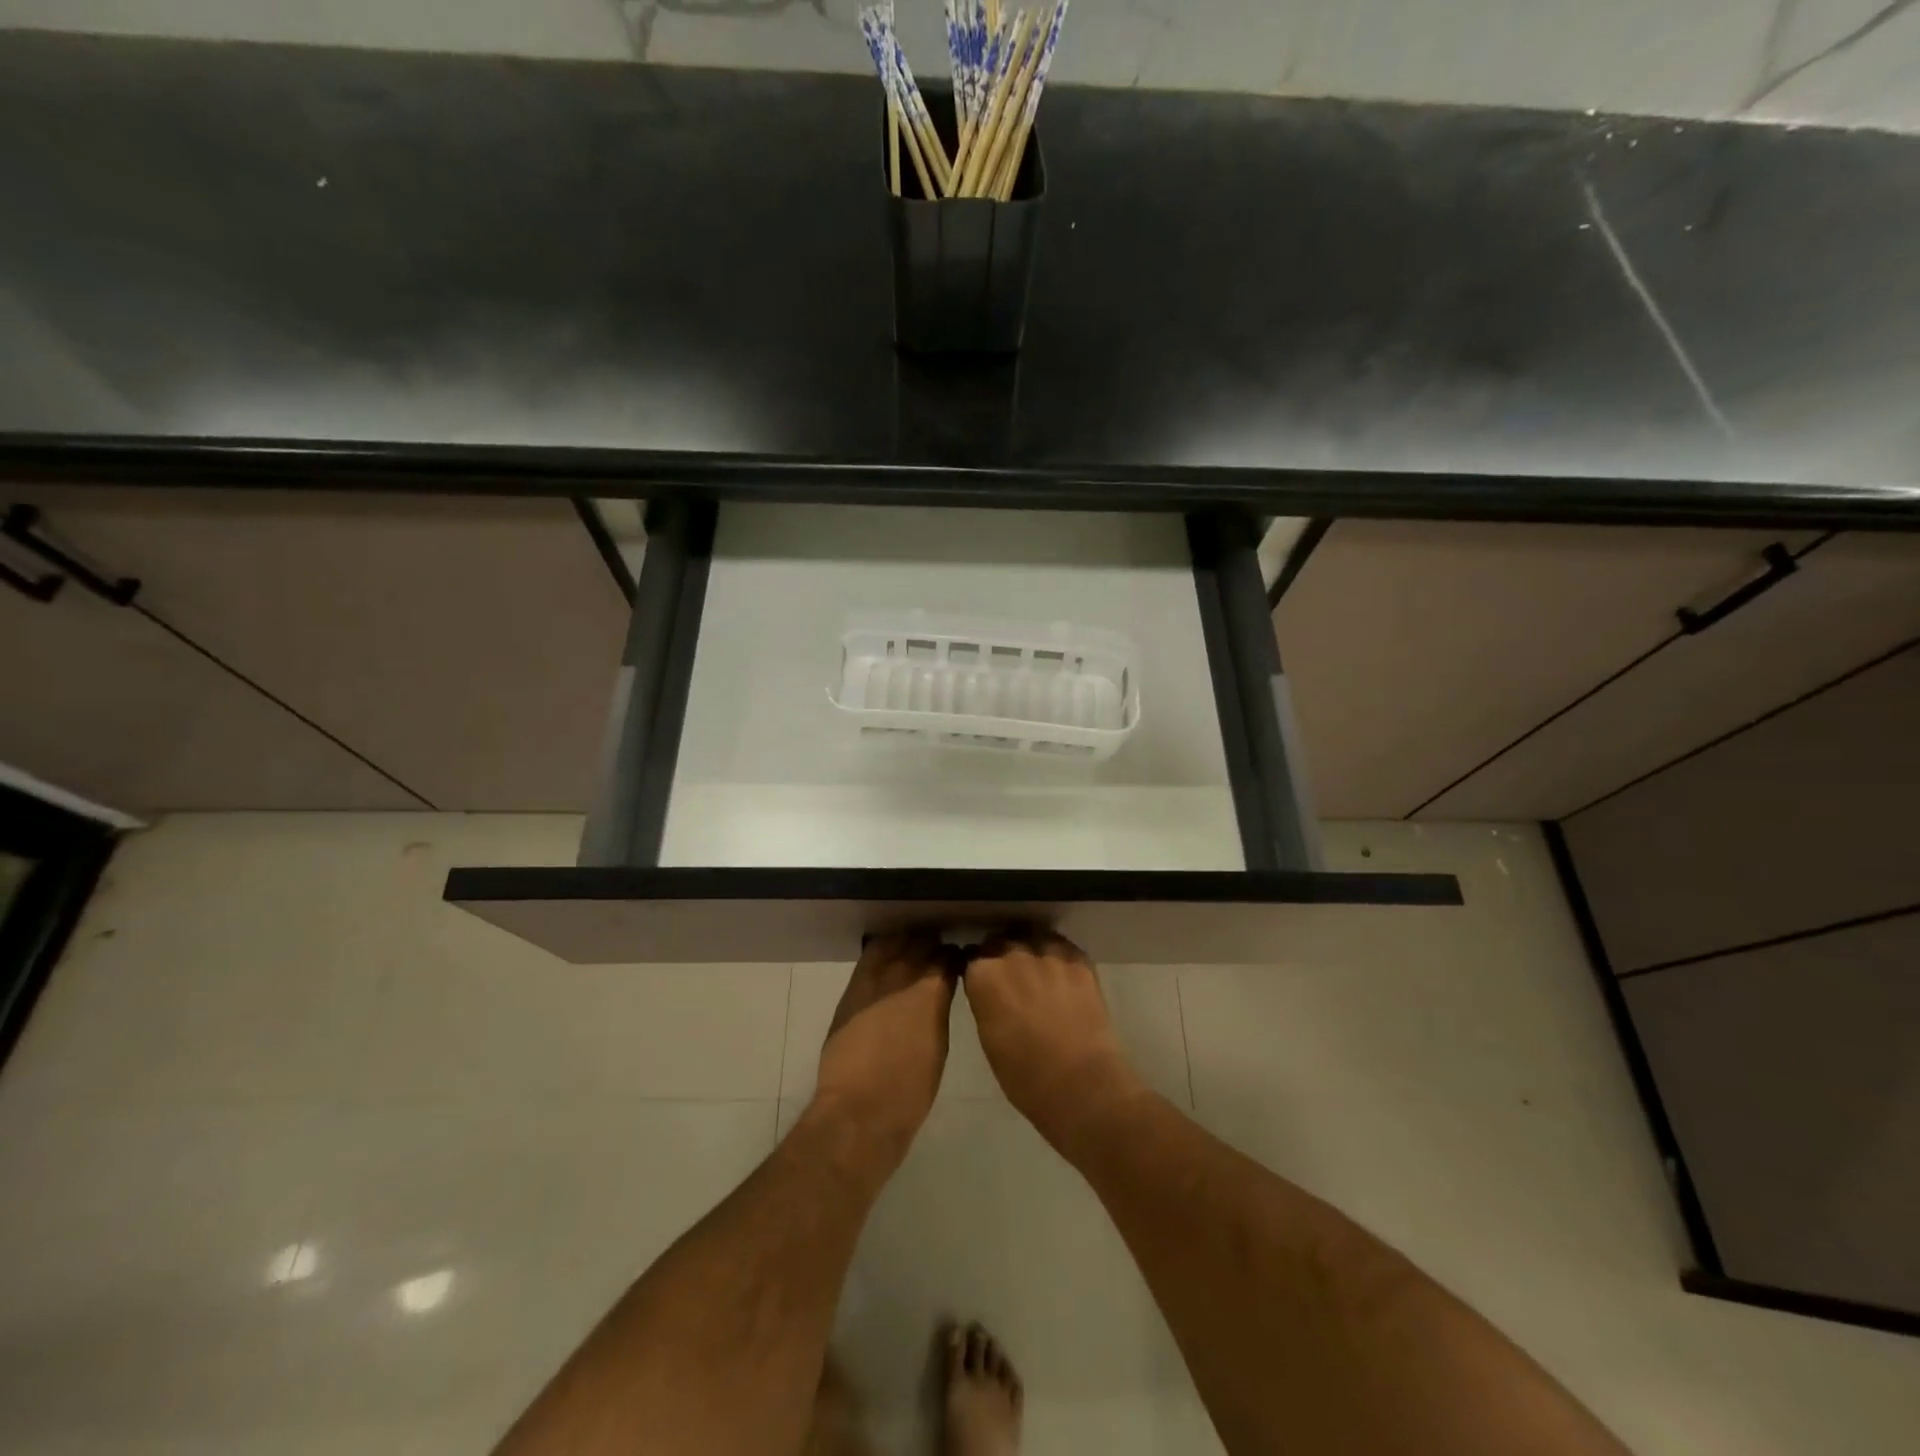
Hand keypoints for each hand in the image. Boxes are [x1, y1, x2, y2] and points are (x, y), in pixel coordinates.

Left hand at [813, 932, 958, 1160]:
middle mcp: (904, 977)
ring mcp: (874, 981)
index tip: (958, 959)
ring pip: (894, 944)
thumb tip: (938, 995)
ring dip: (906, 944)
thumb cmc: (910, 1090)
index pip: (948, 958)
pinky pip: (870, 958)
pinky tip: (887, 956)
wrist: (860, 1110)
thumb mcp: (938, 1046)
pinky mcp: (852, 992)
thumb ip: (938, 1010)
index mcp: (933, 993)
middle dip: (931, 946)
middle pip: (921, 945)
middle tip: (936, 951)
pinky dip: (882, 952)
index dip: (954, 956)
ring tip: (912, 949)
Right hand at [963, 929, 1145, 1146]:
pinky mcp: (1079, 960)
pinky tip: (1061, 974)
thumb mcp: (989, 1038)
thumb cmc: (1025, 1076)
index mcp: (984, 976)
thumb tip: (989, 992)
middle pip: (1000, 941)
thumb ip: (985, 1003)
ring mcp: (1048, 954)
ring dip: (1029, 949)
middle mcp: (1013, 955)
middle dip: (1000, 955)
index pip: (971, 958)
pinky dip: (1057, 955)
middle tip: (1009, 978)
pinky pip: (1061, 946)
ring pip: (1032, 937)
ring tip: (1036, 970)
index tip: (981, 981)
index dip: (976, 970)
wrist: (1081, 1084)